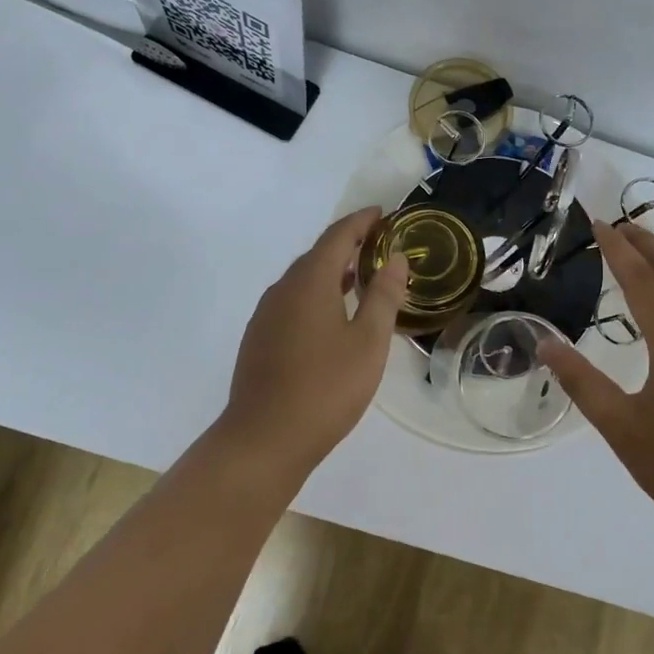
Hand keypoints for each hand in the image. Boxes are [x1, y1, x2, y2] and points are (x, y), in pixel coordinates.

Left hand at [218, 208, 408, 471]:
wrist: (263, 440)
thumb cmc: (325, 388)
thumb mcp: (368, 342)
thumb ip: (383, 296)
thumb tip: (394, 258)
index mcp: (310, 282)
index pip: (337, 236)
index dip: (361, 221)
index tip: (383, 213)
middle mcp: (282, 290)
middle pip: (317, 255)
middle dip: (347, 244)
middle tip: (378, 245)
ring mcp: (266, 316)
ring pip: (302, 280)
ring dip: (331, 271)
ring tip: (360, 277)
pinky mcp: (259, 340)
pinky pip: (292, 302)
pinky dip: (317, 295)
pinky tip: (332, 317)